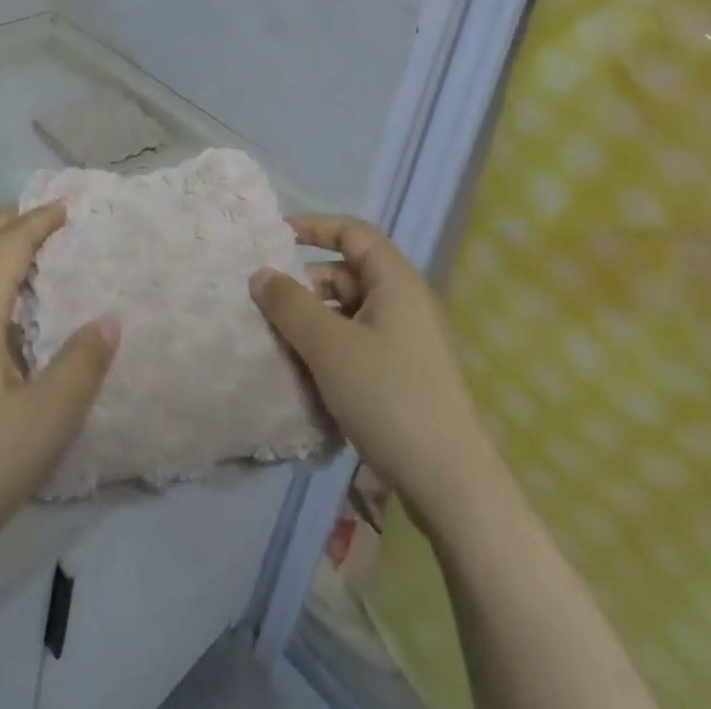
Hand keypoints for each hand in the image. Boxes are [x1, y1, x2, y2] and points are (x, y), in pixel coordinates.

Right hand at [250, 214, 494, 529]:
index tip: (275, 238)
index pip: (352, 232)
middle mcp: (404, 302)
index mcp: (395, 281)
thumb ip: (290, 305)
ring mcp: (406, 340)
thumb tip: (260, 274)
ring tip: (279, 346)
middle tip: (268, 308)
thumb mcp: (329, 346)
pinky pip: (357, 344)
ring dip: (313, 323)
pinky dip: (329, 349)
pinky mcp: (403, 374)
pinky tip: (306, 376)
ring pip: (348, 313)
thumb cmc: (389, 397)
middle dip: (305, 286)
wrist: (451, 484)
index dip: (313, 227)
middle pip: (346, 274)